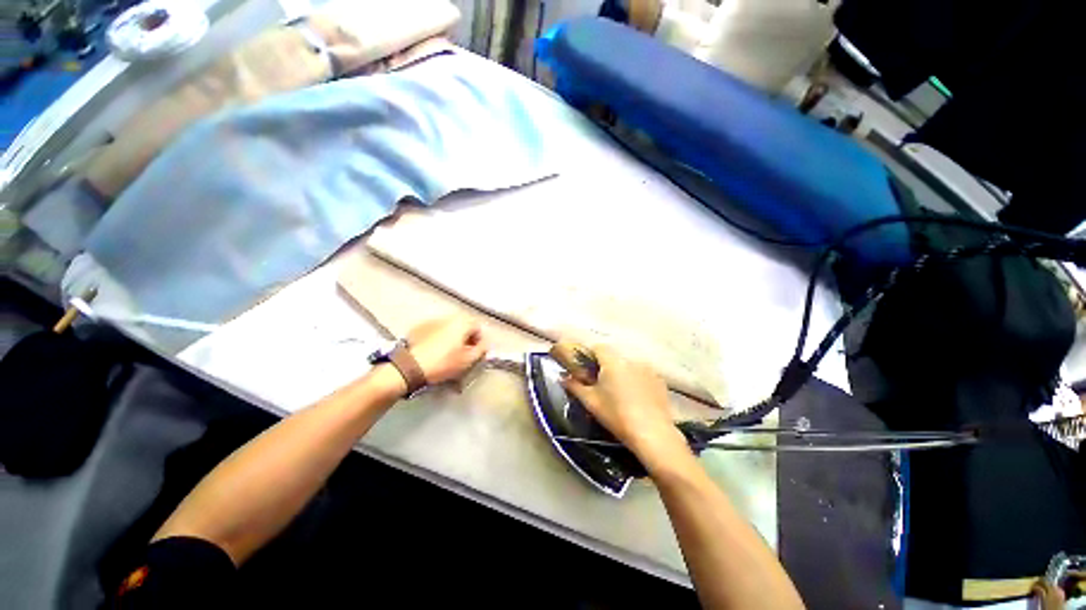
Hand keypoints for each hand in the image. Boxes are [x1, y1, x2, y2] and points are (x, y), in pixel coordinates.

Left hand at [406, 317, 487, 384]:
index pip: (478, 328)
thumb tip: (484, 345)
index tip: (476, 353)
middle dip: (466, 339)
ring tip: (448, 355)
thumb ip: (482, 350)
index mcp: (462, 322)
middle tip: (464, 354)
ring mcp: (432, 321)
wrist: (409, 367)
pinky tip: (434, 353)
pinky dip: (438, 339)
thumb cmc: (442, 362)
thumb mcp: (468, 360)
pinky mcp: (418, 328)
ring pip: (448, 329)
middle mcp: (448, 317)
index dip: (479, 342)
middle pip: (463, 327)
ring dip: (452, 339)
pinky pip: (435, 332)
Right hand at [560, 344, 690, 470]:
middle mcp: (631, 360)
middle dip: (606, 366)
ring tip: (621, 393)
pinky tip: (637, 397)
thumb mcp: (591, 402)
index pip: (599, 347)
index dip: (590, 354)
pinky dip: (637, 380)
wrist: (652, 434)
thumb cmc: (616, 415)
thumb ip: (574, 386)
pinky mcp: (660, 380)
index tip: (586, 368)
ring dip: (622, 372)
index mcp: (613, 362)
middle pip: (614, 356)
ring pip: (629, 365)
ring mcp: (648, 369)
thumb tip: (562, 377)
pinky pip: (643, 374)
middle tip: (601, 384)